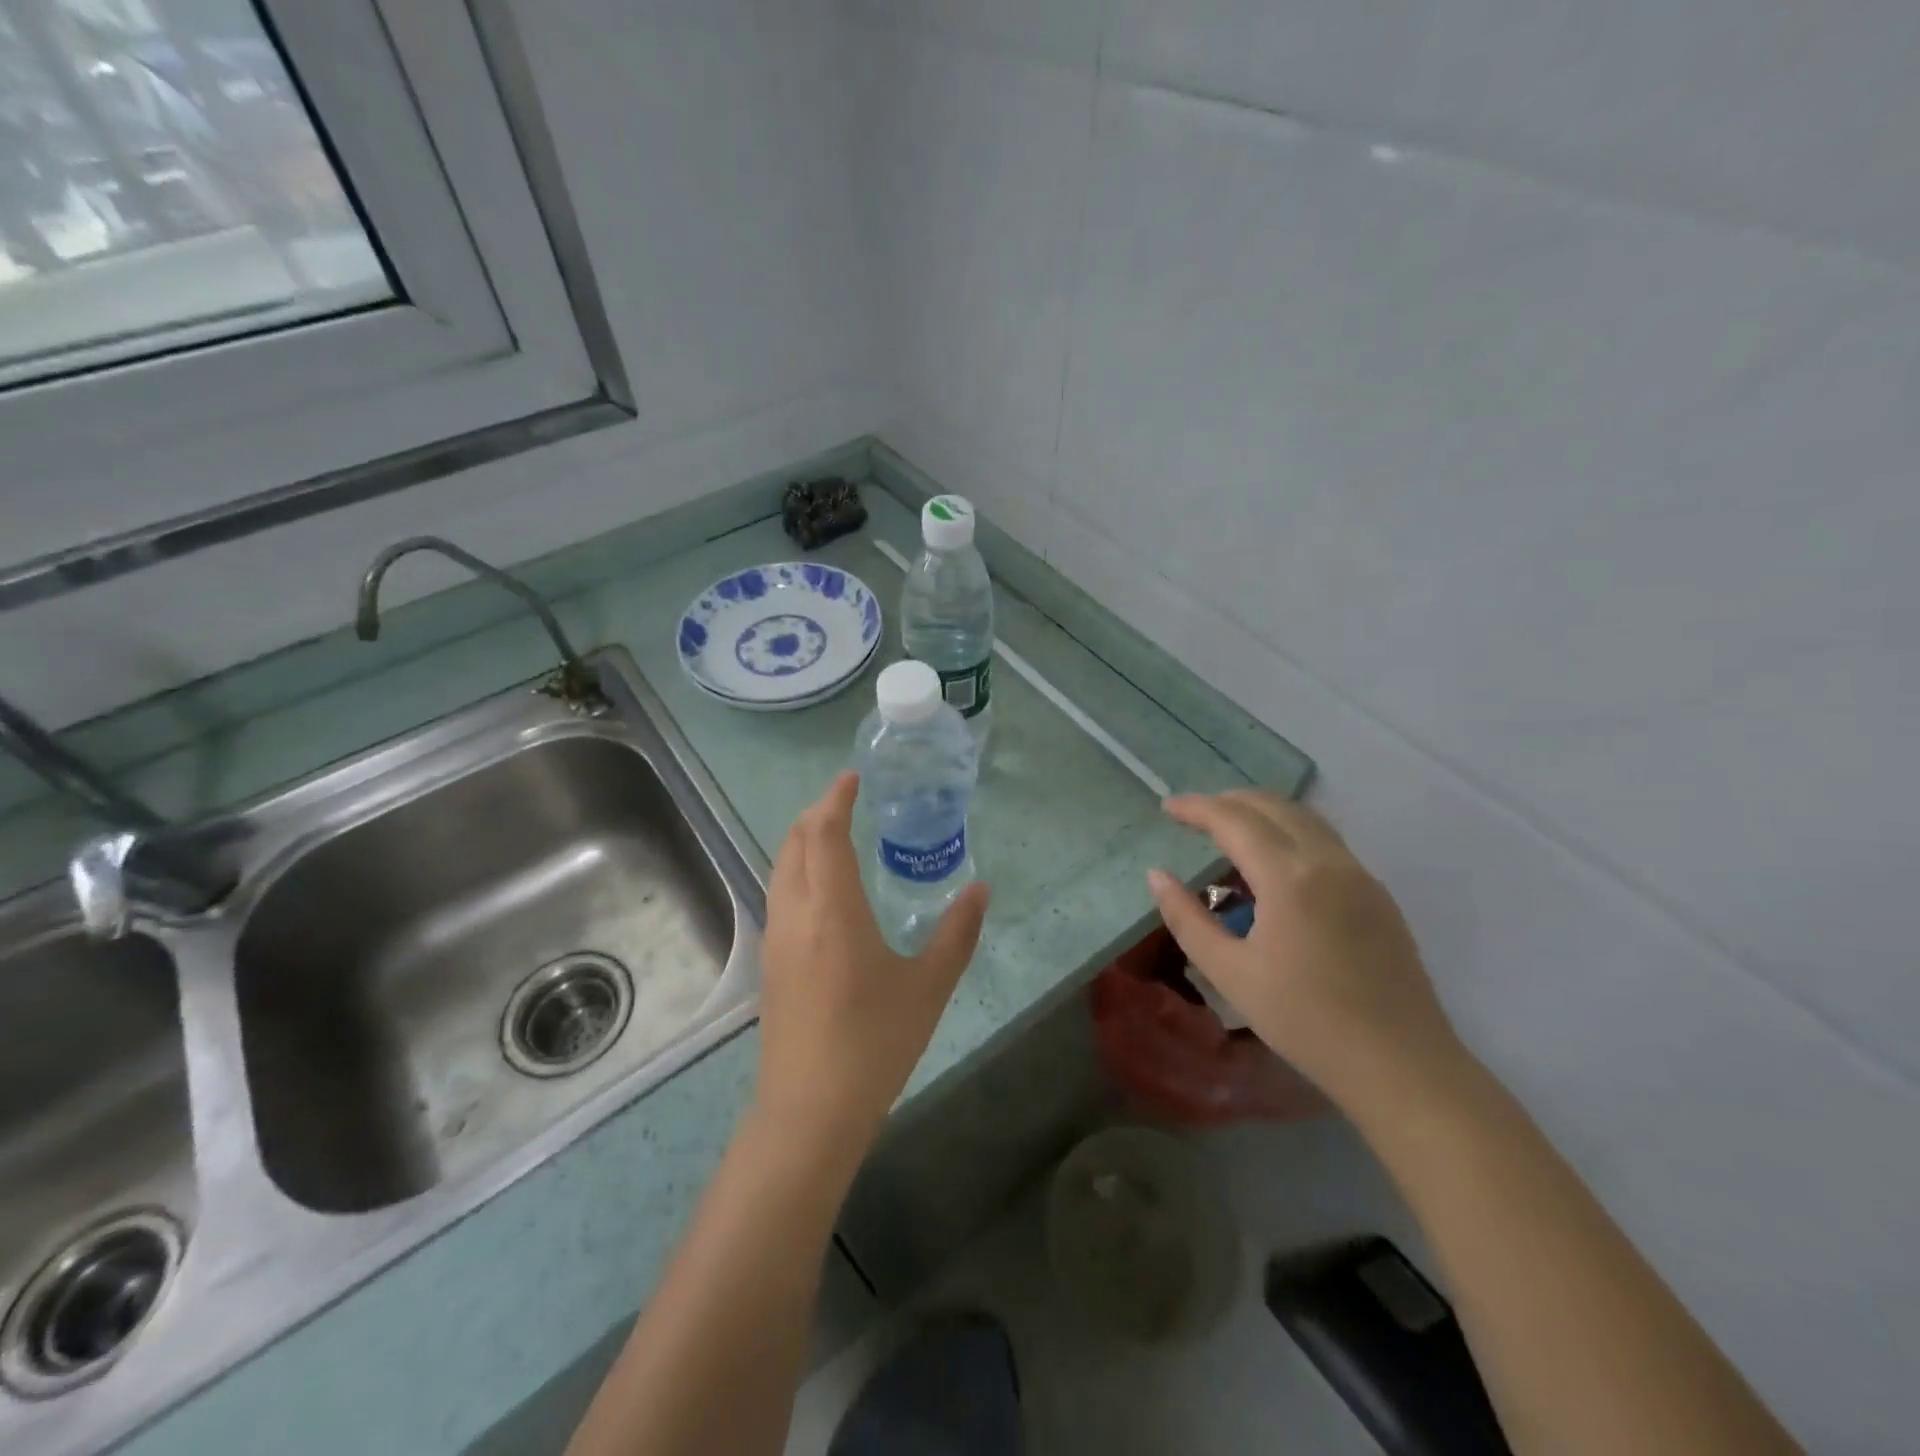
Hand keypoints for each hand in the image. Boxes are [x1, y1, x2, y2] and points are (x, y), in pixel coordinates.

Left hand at [754, 772, 989, 1164]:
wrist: (810, 1112)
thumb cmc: (875, 1043)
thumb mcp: (929, 986)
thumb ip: (958, 933)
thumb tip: (980, 889)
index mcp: (833, 910)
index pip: (824, 834)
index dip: (835, 799)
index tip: (852, 778)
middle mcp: (796, 914)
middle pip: (795, 844)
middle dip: (817, 813)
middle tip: (847, 801)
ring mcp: (777, 939)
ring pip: (781, 869)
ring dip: (804, 841)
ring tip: (835, 835)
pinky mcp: (771, 964)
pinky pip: (781, 894)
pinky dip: (798, 870)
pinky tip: (825, 890)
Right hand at [1148, 790, 1464, 1118]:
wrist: (1401, 1066)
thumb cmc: (1304, 1021)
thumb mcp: (1230, 973)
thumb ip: (1187, 918)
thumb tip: (1157, 875)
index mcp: (1289, 877)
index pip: (1234, 820)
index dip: (1196, 807)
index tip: (1167, 807)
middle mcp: (1328, 861)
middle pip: (1273, 806)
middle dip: (1229, 801)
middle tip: (1194, 815)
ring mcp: (1360, 874)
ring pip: (1305, 819)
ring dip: (1262, 813)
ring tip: (1230, 832)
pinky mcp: (1377, 894)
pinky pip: (1326, 842)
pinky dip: (1290, 834)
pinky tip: (1274, 867)